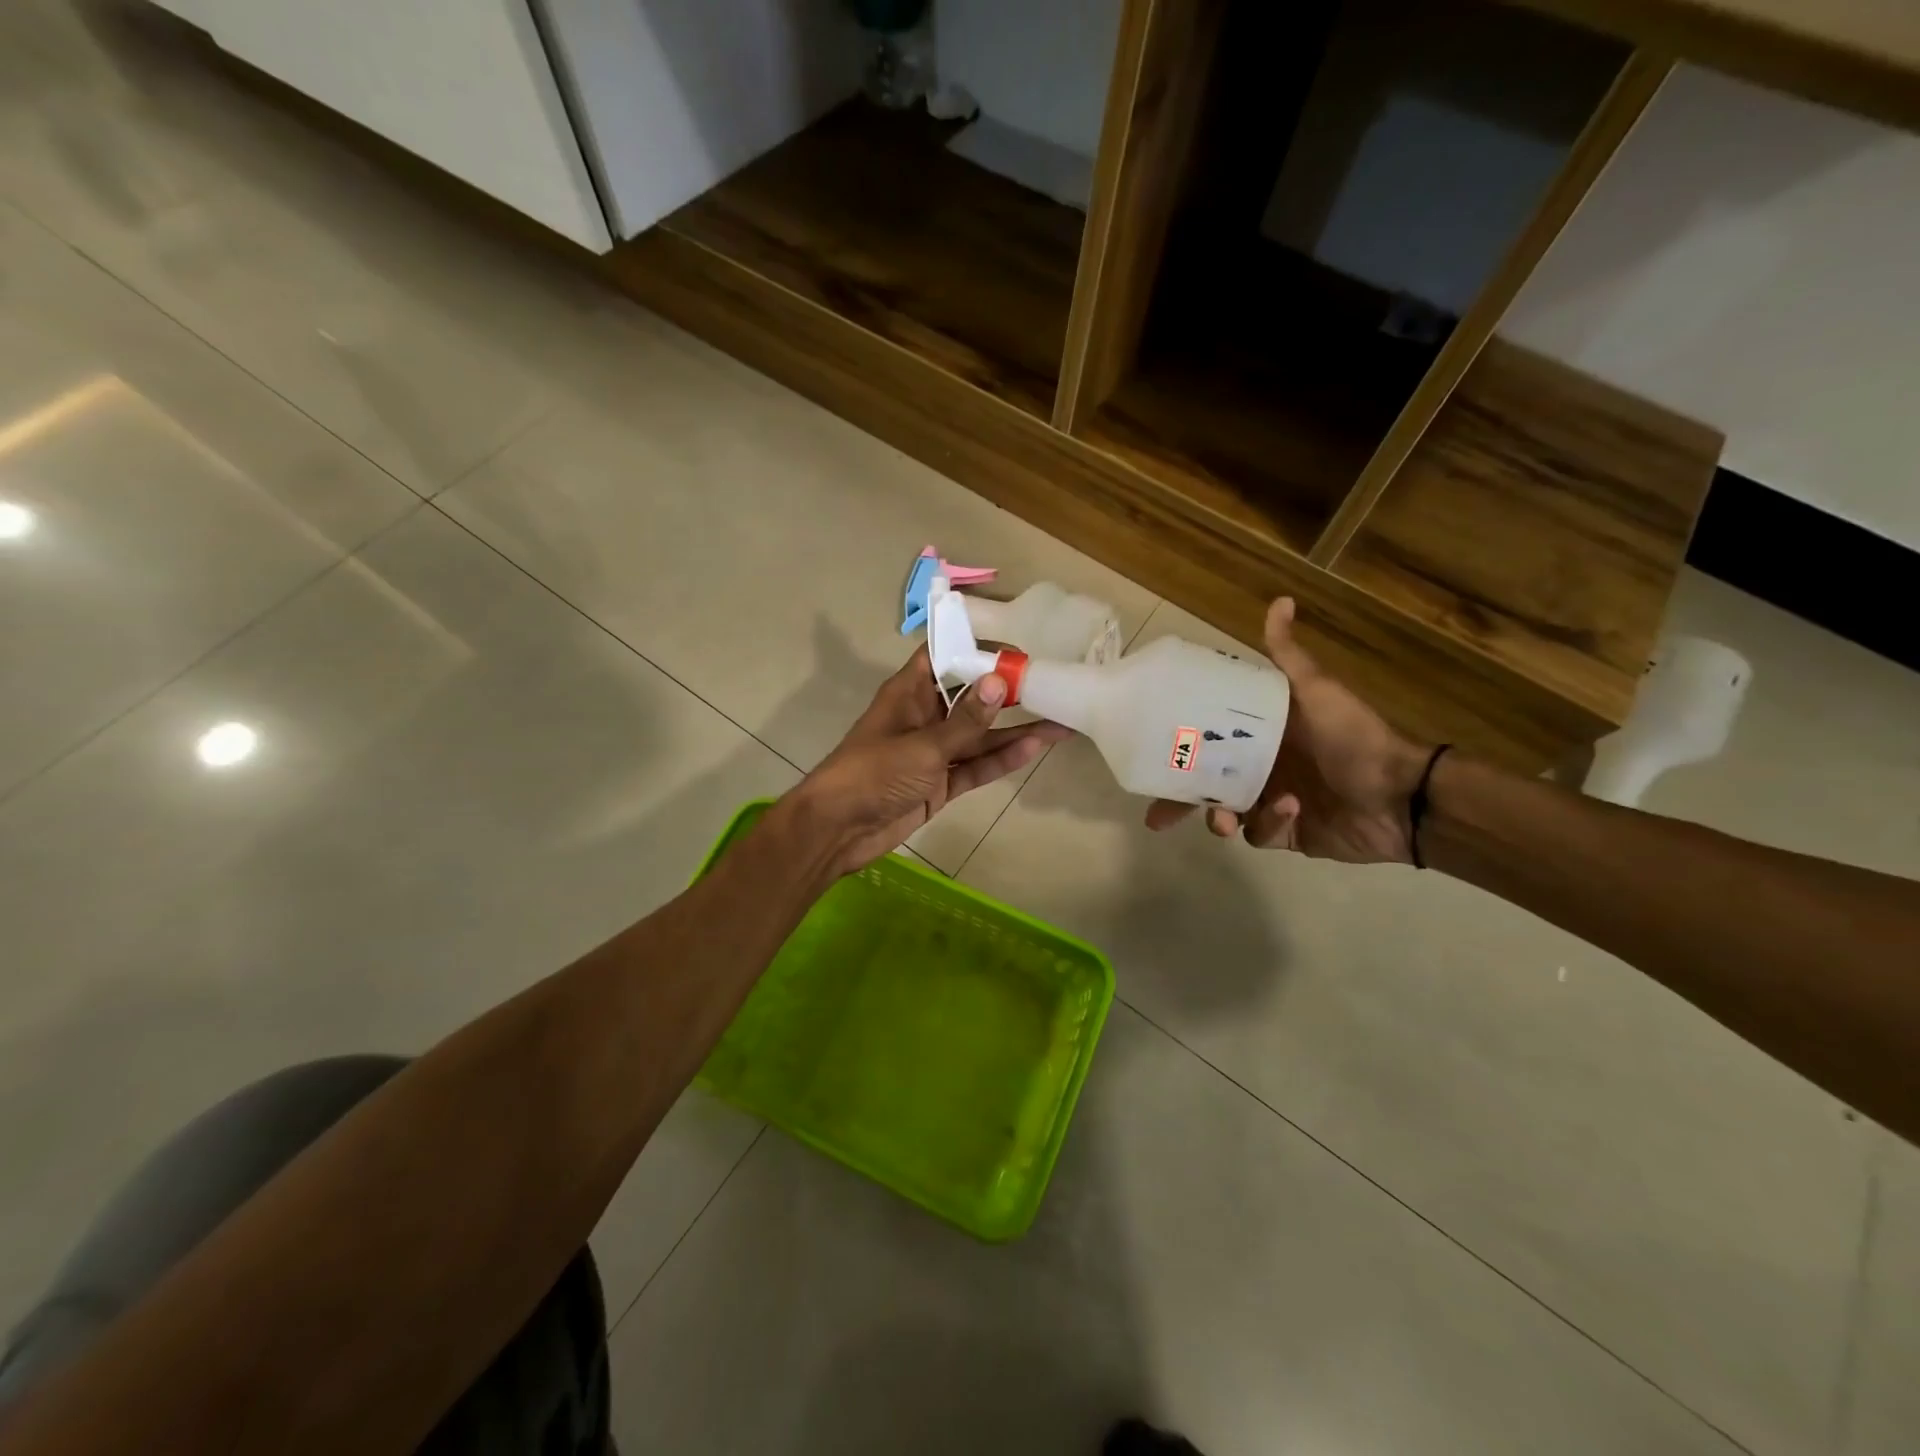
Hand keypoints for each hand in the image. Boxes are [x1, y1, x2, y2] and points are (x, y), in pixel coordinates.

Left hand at [787, 647, 1072, 877]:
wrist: (839, 829)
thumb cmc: (873, 773)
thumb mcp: (923, 745)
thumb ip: (965, 720)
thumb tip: (1000, 682)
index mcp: (909, 692)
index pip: (945, 656)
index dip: (978, 647)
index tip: (1020, 642)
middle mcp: (924, 716)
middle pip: (971, 698)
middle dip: (1008, 691)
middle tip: (1054, 681)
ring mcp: (934, 753)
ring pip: (980, 736)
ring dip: (1015, 730)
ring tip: (1061, 720)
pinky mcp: (941, 784)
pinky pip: (976, 767)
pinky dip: (1001, 760)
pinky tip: (1034, 748)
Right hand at [1145, 597, 1428, 864]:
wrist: (1400, 795)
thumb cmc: (1352, 736)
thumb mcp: (1315, 690)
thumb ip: (1289, 656)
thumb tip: (1281, 600)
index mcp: (1260, 738)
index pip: (1207, 744)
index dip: (1178, 753)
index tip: (1154, 757)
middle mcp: (1260, 770)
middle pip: (1206, 786)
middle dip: (1182, 803)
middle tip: (1161, 817)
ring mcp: (1270, 804)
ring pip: (1225, 816)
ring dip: (1221, 818)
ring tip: (1225, 820)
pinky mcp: (1286, 834)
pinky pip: (1259, 834)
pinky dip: (1269, 824)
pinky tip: (1289, 810)